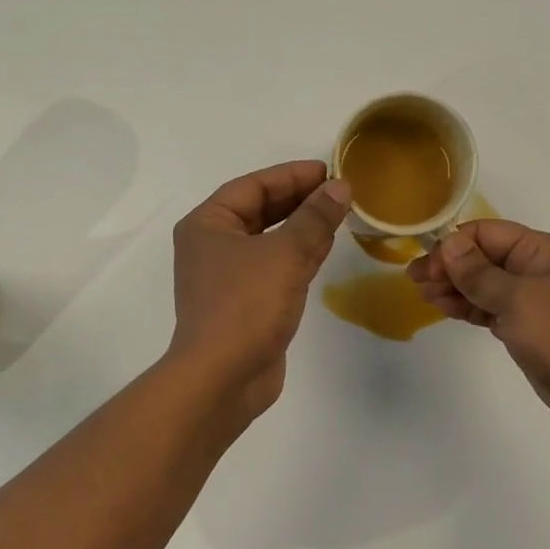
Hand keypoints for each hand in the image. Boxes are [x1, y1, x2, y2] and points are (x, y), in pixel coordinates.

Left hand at [169, 160, 352, 419]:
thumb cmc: (245, 305)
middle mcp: (213, 245)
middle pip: (260, 210)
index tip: (330, 170)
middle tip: (340, 190)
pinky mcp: (246, 303)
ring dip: (303, 226)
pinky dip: (299, 254)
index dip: (292, 175)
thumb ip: (314, 218)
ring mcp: (228, 276)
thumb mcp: (284, 254)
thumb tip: (341, 187)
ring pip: (270, 239)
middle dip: (300, 199)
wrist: (222, 378)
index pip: (253, 186)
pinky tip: (326, 246)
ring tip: (340, 213)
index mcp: (208, 224)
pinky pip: (276, 267)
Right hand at [407, 221, 549, 438]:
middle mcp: (534, 268)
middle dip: (449, 266)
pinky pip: (489, 308)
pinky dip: (467, 307)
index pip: (485, 233)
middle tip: (415, 282)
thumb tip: (448, 243)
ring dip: (454, 287)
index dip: (453, 246)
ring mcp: (530, 299)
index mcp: (539, 250)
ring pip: (482, 284)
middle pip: (482, 257)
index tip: (427, 268)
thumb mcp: (516, 299)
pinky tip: (445, 310)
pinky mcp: (525, 327)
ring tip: (425, 296)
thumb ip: (478, 272)